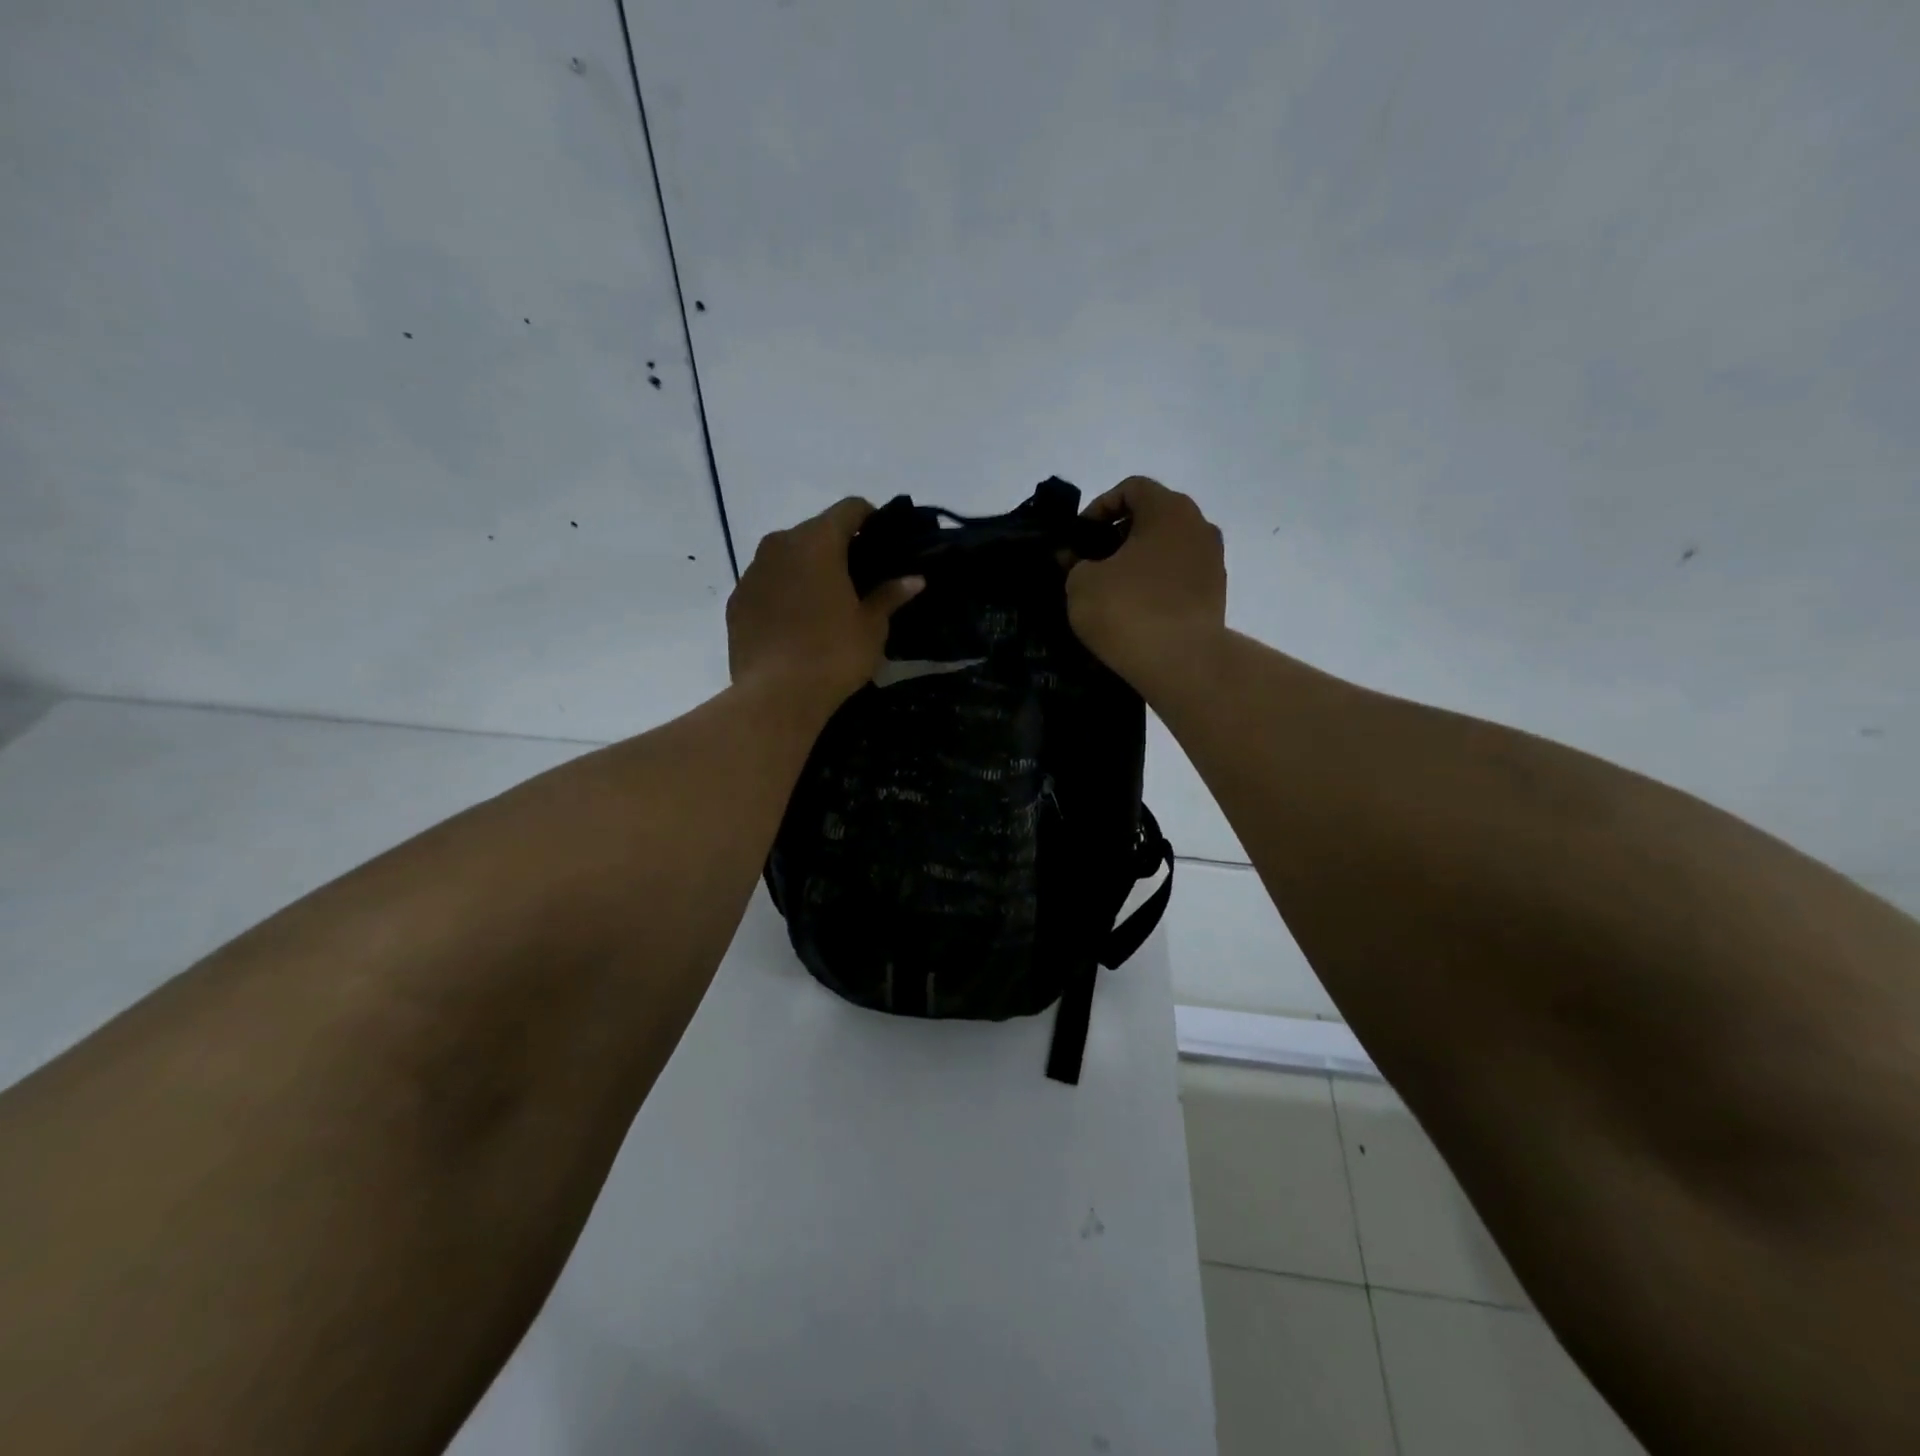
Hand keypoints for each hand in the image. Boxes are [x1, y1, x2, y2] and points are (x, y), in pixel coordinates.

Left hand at [727, 498, 922, 715]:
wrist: (775, 696)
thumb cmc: (833, 654)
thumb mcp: (871, 626)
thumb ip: (890, 595)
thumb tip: (914, 579)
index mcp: (817, 542)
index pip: (849, 508)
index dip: (870, 518)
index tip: (883, 540)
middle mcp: (779, 545)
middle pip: (814, 530)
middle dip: (837, 546)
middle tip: (858, 577)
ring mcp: (752, 572)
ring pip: (786, 556)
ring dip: (806, 569)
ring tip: (825, 602)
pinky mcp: (736, 601)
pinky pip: (766, 584)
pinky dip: (783, 592)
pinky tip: (796, 623)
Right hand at [1066, 476, 1226, 691]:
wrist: (1181, 662)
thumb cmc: (1127, 610)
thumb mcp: (1081, 583)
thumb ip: (1075, 563)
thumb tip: (1074, 559)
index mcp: (1169, 510)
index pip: (1132, 489)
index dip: (1099, 507)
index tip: (1080, 538)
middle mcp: (1198, 527)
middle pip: (1153, 518)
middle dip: (1118, 536)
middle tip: (1091, 563)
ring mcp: (1213, 562)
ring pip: (1167, 549)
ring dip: (1138, 562)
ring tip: (1111, 590)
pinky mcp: (1216, 595)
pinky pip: (1178, 578)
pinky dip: (1156, 585)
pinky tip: (1135, 611)